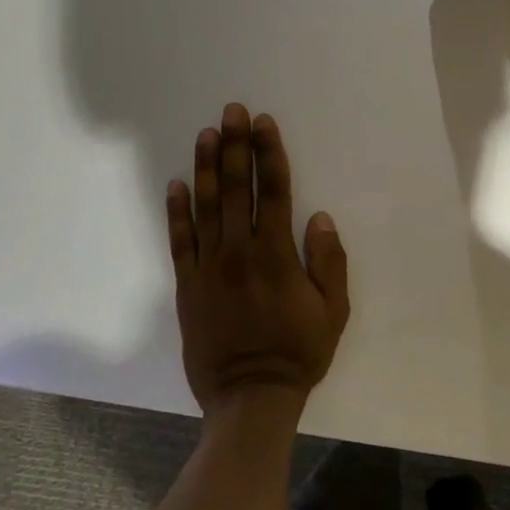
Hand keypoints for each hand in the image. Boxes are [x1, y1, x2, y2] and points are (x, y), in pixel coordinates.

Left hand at [166, 104, 349, 414]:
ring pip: (206, 206)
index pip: (274, 191)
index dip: (269, 153)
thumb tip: (318, 217)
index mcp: (276, 254)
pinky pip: (180, 241)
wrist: (249, 398)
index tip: (263, 123)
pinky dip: (177, 211)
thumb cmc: (298, 353)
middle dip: (236, 146)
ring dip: (207, 167)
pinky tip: (177, 184)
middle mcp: (239, 251)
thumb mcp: (333, 312)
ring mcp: (209, 267)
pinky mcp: (187, 285)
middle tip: (232, 111)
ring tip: (206, 134)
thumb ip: (328, 262)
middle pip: (237, 188)